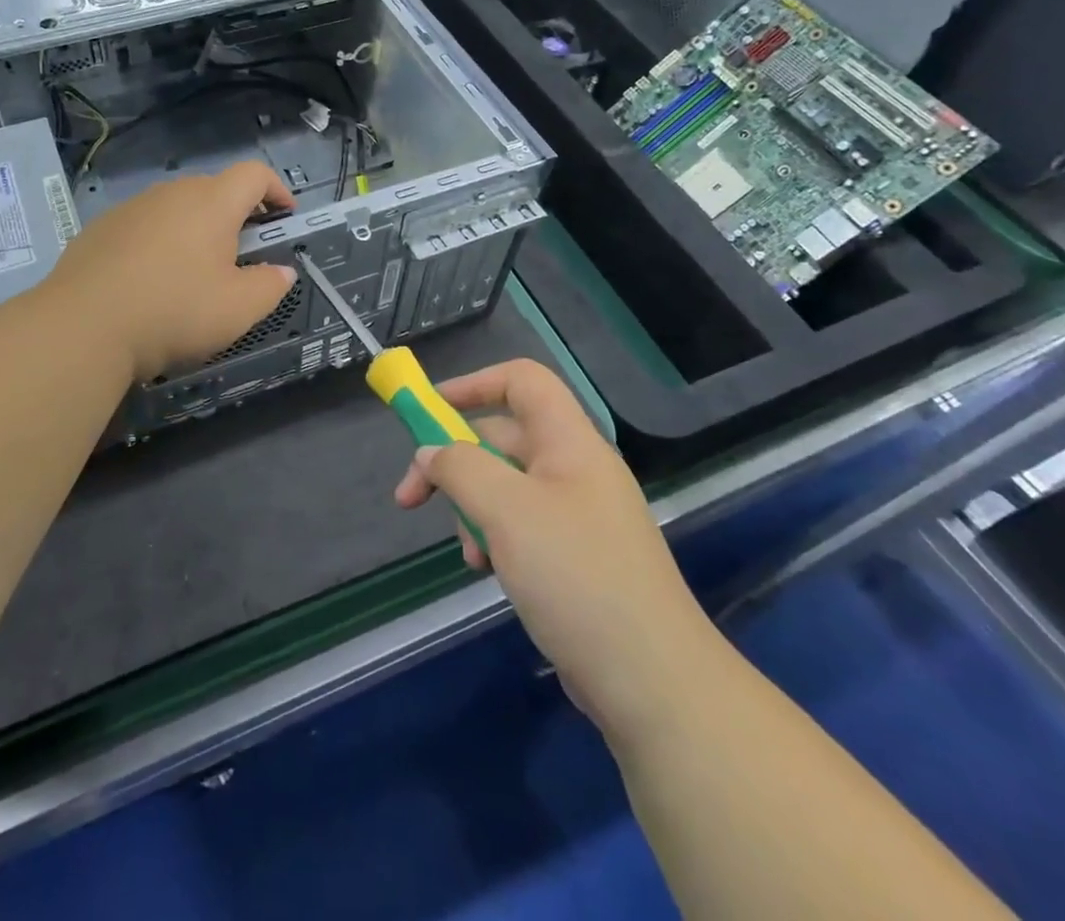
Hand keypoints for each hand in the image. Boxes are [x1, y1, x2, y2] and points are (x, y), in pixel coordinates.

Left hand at [45, 161, 297, 381]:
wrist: (82, 326)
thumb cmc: (173, 311)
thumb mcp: (238, 309)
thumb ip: (270, 286)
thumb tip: (282, 272)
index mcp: (211, 203)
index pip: (254, 174)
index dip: (276, 189)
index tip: (286, 215)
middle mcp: (171, 193)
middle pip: (214, 189)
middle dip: (237, 214)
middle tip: (243, 252)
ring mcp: (131, 208)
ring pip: (176, 207)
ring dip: (195, 229)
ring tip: (195, 271)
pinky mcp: (100, 229)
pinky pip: (144, 225)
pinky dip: (159, 242)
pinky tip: (150, 281)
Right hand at [394, 359, 718, 740]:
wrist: (653, 683)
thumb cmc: (576, 576)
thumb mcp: (506, 511)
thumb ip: (460, 468)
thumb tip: (430, 452)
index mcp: (570, 442)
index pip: (521, 381)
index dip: (473, 383)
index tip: (427, 411)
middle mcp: (575, 469)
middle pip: (502, 437)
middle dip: (454, 463)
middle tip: (411, 498)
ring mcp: (578, 515)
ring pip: (506, 487)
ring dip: (472, 509)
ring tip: (468, 554)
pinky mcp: (576, 558)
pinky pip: (521, 527)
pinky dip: (495, 539)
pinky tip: (488, 572)